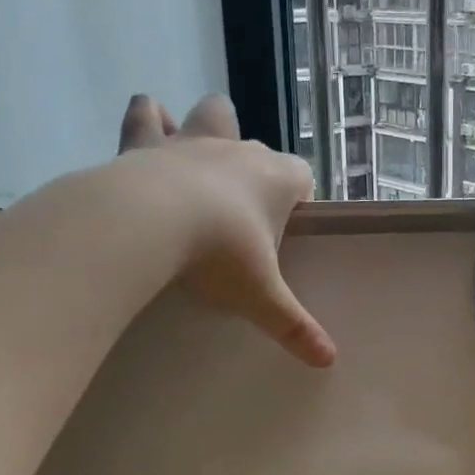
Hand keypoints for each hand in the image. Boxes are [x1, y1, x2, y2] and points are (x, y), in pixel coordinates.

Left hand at [116, 93, 336, 367]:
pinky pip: (146, 116)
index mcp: (275, 180)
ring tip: (195, 149)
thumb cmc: (219, 255)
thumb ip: (294, 326)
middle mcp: (238, 152)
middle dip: (253, 159)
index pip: (302, 176)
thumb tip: (329, 360)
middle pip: (256, 140)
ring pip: (210, 114)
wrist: (147, 222)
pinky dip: (149, 119)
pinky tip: (148, 127)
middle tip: (240, 199)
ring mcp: (191, 142)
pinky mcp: (144, 143)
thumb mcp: (261, 297)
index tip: (289, 222)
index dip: (298, 195)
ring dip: (205, 126)